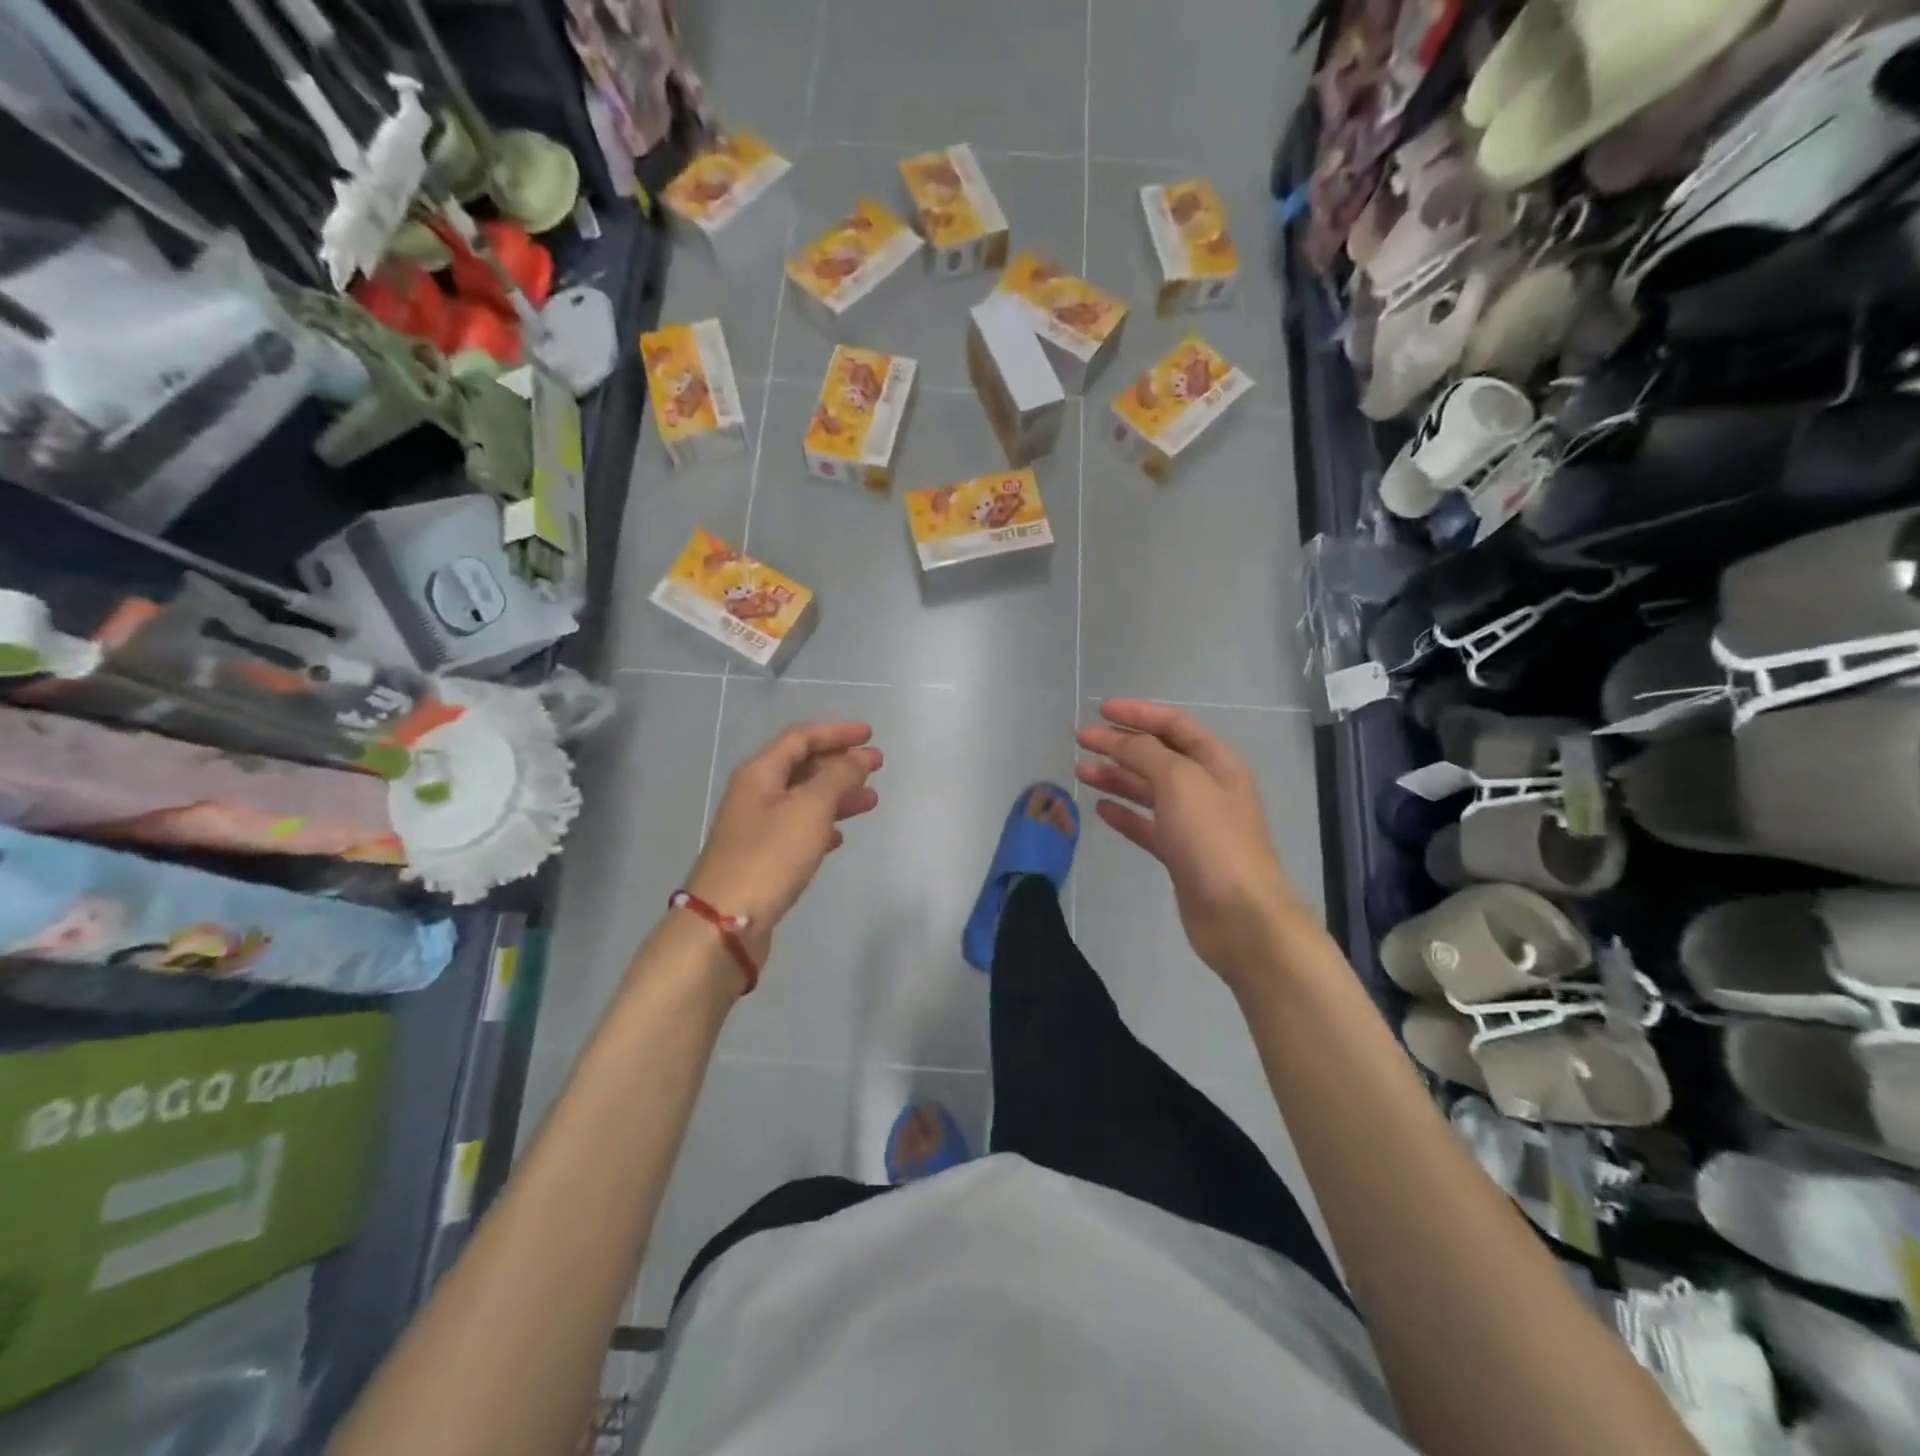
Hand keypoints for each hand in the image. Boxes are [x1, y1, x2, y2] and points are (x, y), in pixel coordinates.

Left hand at [681, 721, 882, 967]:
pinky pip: (798, 830)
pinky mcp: (762, 857)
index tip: (870, 734)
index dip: (836, 732)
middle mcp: (755, 794)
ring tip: (871, 801)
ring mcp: (756, 827)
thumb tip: (859, 756)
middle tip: (876, 765)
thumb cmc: (770, 855)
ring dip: (837, 795)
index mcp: (760, 773)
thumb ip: (838, 776)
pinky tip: (840, 836)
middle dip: (840, 763)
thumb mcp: (810, 808)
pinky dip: (822, 826)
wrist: (725, 921)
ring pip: (803, 800)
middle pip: (801, 767)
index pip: (801, 737)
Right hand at [1076, 700, 1307, 987]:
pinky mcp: (1180, 855)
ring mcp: (1193, 823)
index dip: (1137, 714)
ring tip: (1079, 771)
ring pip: (1148, 790)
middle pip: (1158, 756)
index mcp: (1216, 762)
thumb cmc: (1212, 838)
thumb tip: (1117, 739)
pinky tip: (1101, 808)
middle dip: (1120, 745)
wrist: (1239, 915)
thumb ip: (1144, 753)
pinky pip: (1147, 825)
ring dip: (1116, 777)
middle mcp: (1206, 788)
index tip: (1100, 710)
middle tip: (1081, 741)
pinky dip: (1125, 814)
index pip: (1173, 726)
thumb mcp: (1178, 781)